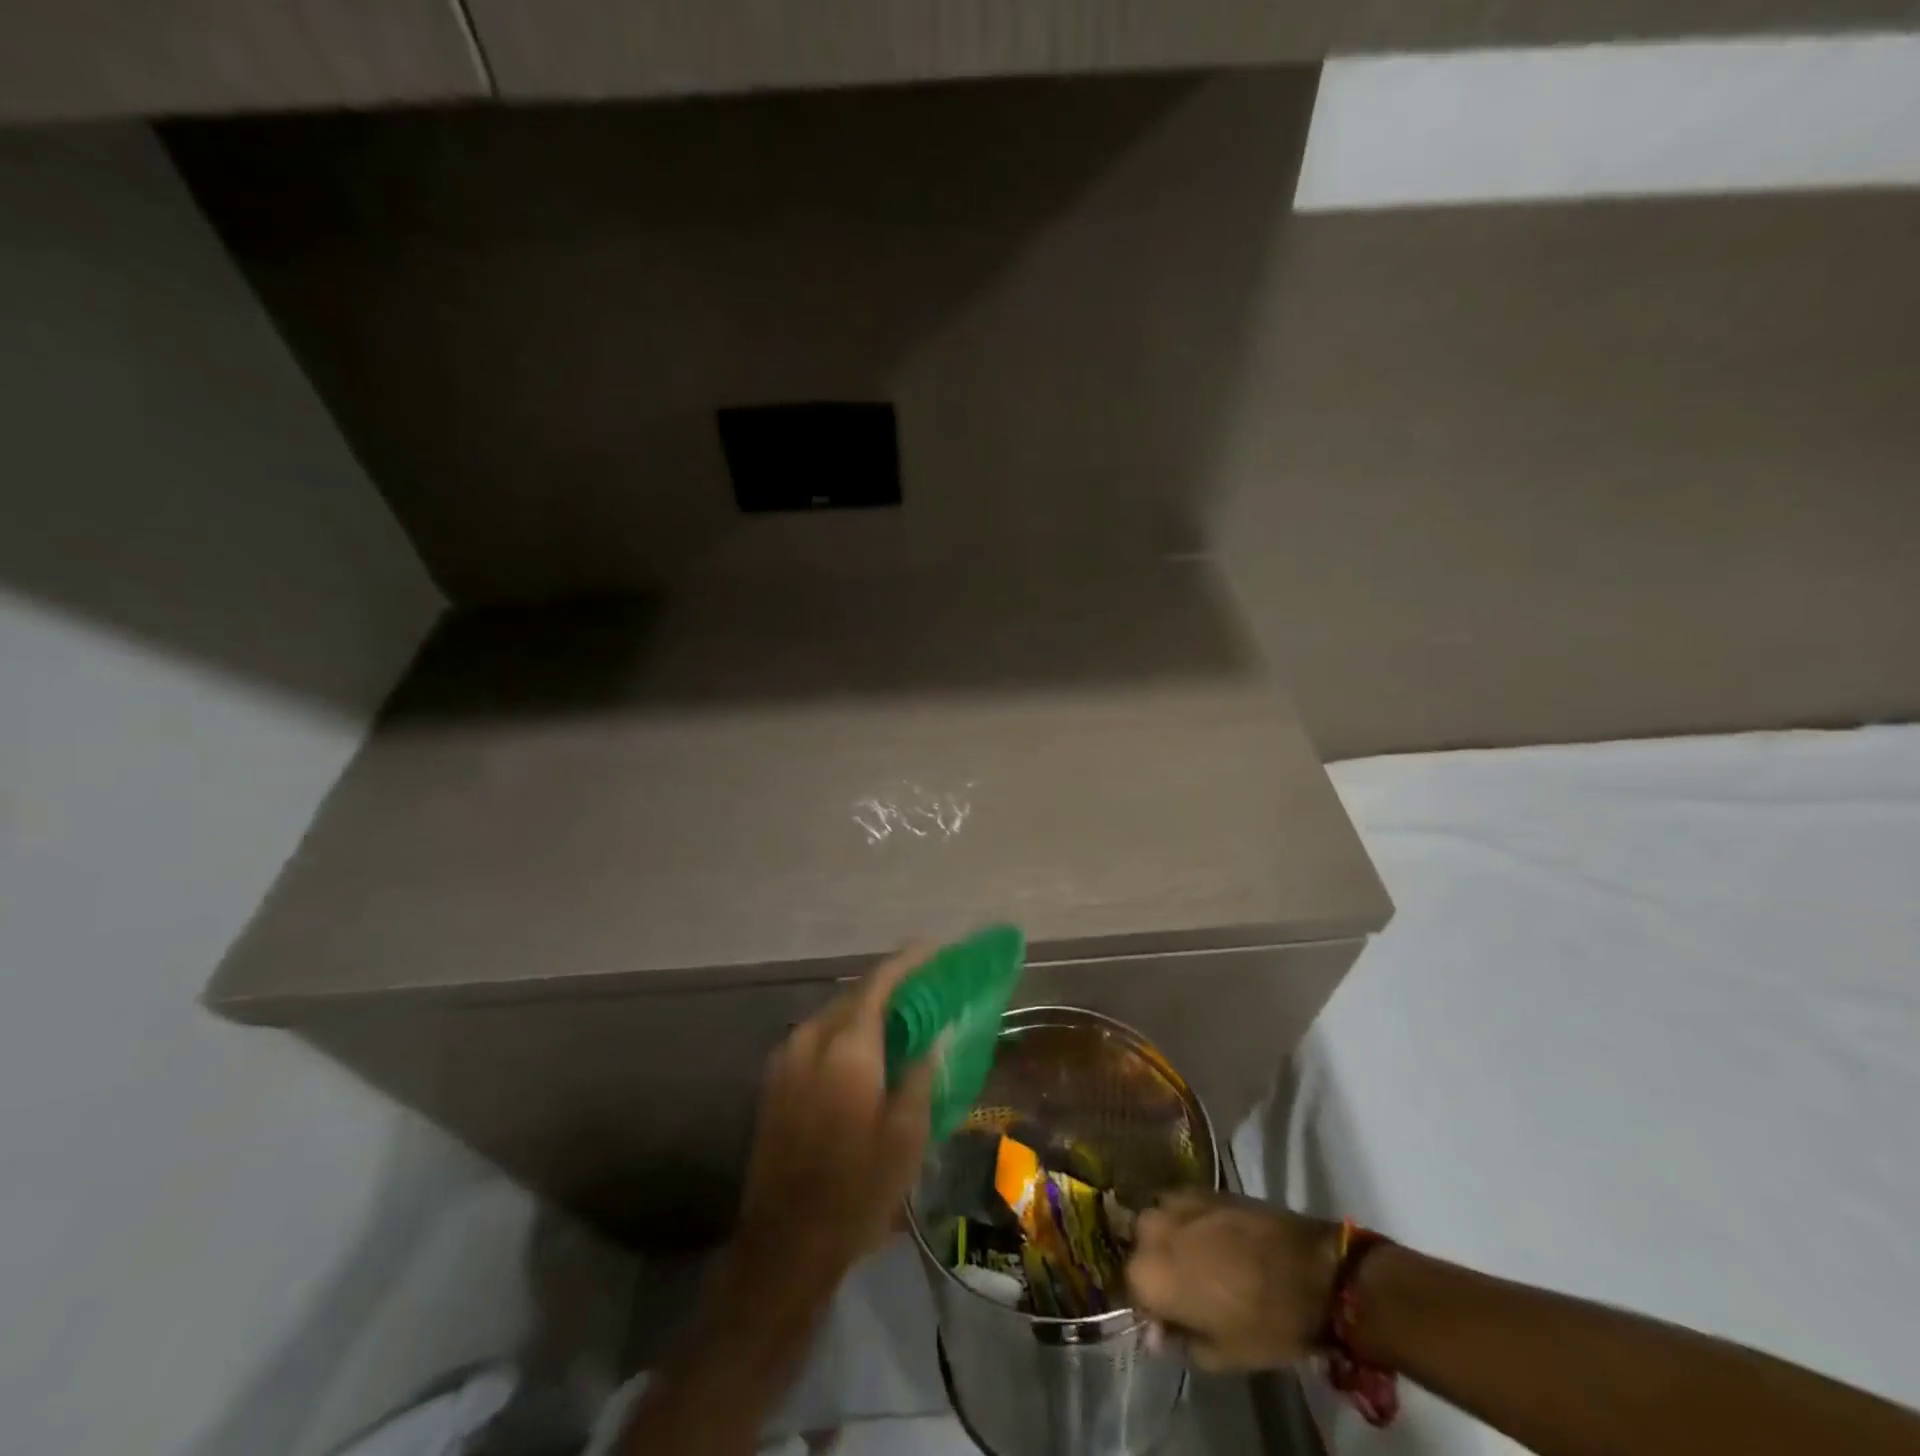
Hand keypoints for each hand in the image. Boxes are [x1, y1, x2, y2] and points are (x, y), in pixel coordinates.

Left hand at [732, 947, 937, 1297]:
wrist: (784, 1246)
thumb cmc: (857, 1192)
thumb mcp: (907, 1136)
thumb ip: (922, 1072)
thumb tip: (934, 1032)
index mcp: (847, 1047)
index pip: (880, 982)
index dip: (909, 960)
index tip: (937, 950)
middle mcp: (811, 1039)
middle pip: (855, 993)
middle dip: (892, 984)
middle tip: (927, 987)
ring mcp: (786, 1057)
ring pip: (835, 1013)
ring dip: (868, 1008)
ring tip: (902, 1018)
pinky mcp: (775, 1079)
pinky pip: (818, 1036)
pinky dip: (847, 1030)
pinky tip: (868, 1050)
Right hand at [1126, 1192, 1341, 1370]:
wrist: (1310, 1269)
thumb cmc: (1264, 1322)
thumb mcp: (1221, 1354)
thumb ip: (1179, 1342)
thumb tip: (1157, 1333)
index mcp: (1148, 1274)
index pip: (1131, 1290)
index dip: (1150, 1307)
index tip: (1170, 1319)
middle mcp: (1150, 1230)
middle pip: (1139, 1248)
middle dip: (1154, 1265)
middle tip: (1183, 1287)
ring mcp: (1174, 1201)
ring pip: (1156, 1221)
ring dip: (1167, 1238)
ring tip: (1196, 1258)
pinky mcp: (1199, 1186)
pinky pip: (1178, 1204)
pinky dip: (1185, 1220)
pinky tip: (1209, 1236)